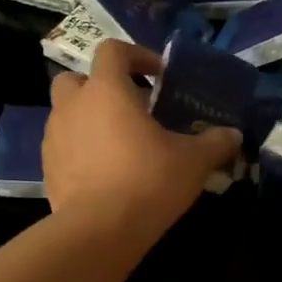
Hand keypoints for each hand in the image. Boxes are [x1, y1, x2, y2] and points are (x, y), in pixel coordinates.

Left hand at [43, 41, 241, 240]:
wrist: (98, 231)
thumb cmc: (147, 181)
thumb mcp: (193, 161)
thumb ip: (215, 143)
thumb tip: (234, 135)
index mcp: (106, 90)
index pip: (112, 51)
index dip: (137, 56)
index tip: (159, 76)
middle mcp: (73, 106)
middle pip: (77, 79)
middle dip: (100, 87)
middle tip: (130, 107)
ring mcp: (54, 138)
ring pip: (67, 114)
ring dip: (89, 119)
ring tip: (120, 144)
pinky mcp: (47, 169)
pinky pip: (63, 147)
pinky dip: (81, 150)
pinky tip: (105, 173)